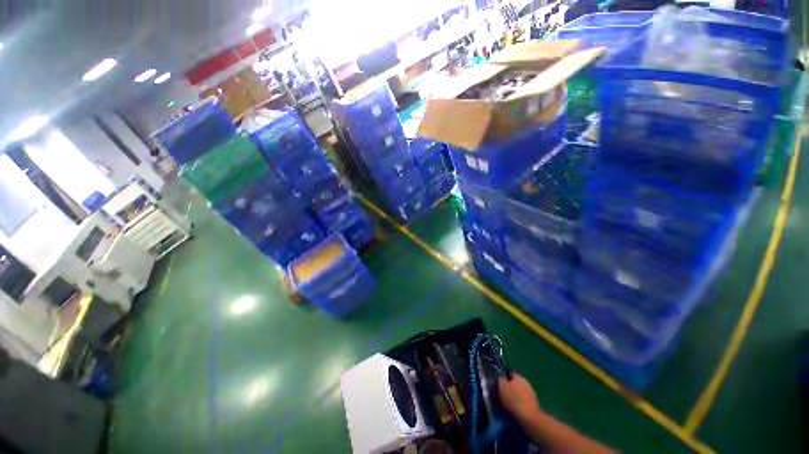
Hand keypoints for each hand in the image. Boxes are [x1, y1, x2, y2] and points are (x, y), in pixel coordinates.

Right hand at [498, 373, 540, 421]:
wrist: (529, 418)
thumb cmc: (513, 400)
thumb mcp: (501, 387)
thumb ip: (500, 379)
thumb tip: (501, 378)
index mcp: (518, 376)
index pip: (509, 373)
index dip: (503, 378)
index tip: (499, 384)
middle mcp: (526, 382)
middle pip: (515, 383)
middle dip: (509, 387)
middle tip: (502, 394)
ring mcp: (531, 393)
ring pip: (520, 392)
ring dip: (515, 395)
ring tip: (508, 403)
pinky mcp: (534, 404)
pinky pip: (524, 400)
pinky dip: (520, 403)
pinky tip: (515, 408)